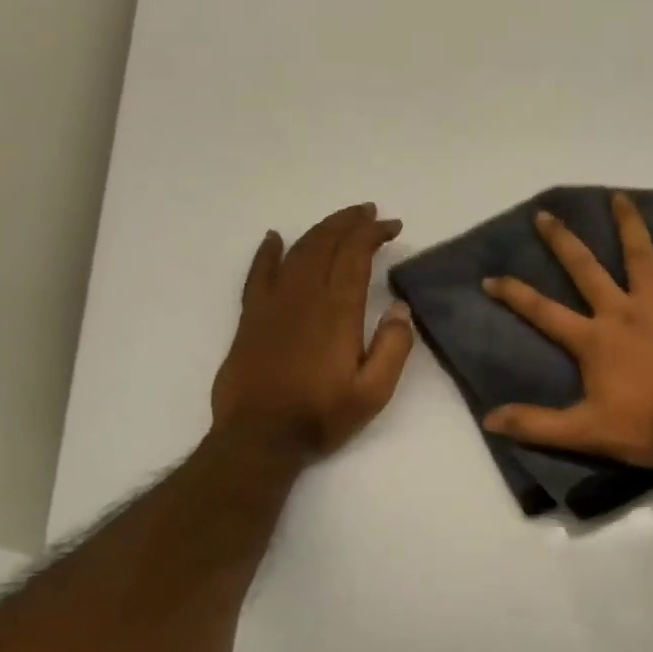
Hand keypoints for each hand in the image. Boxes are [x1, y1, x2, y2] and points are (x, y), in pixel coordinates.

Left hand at [211, 203, 414, 460]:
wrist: (259, 437)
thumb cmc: (321, 416)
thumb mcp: (373, 392)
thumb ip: (393, 348)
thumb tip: (401, 309)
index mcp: (337, 311)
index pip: (355, 255)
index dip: (373, 233)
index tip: (392, 226)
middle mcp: (303, 296)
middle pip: (325, 244)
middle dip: (349, 223)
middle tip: (370, 213)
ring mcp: (272, 303)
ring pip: (297, 251)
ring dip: (320, 230)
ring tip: (340, 221)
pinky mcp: (251, 317)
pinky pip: (258, 273)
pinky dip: (268, 252)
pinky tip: (275, 238)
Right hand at [481, 192, 652, 466]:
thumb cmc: (645, 426)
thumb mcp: (584, 432)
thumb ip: (537, 425)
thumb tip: (490, 419)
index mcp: (593, 339)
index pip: (543, 311)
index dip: (514, 294)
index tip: (490, 278)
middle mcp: (621, 313)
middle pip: (586, 270)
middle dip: (562, 242)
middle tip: (545, 214)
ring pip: (641, 258)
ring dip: (629, 227)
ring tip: (620, 198)